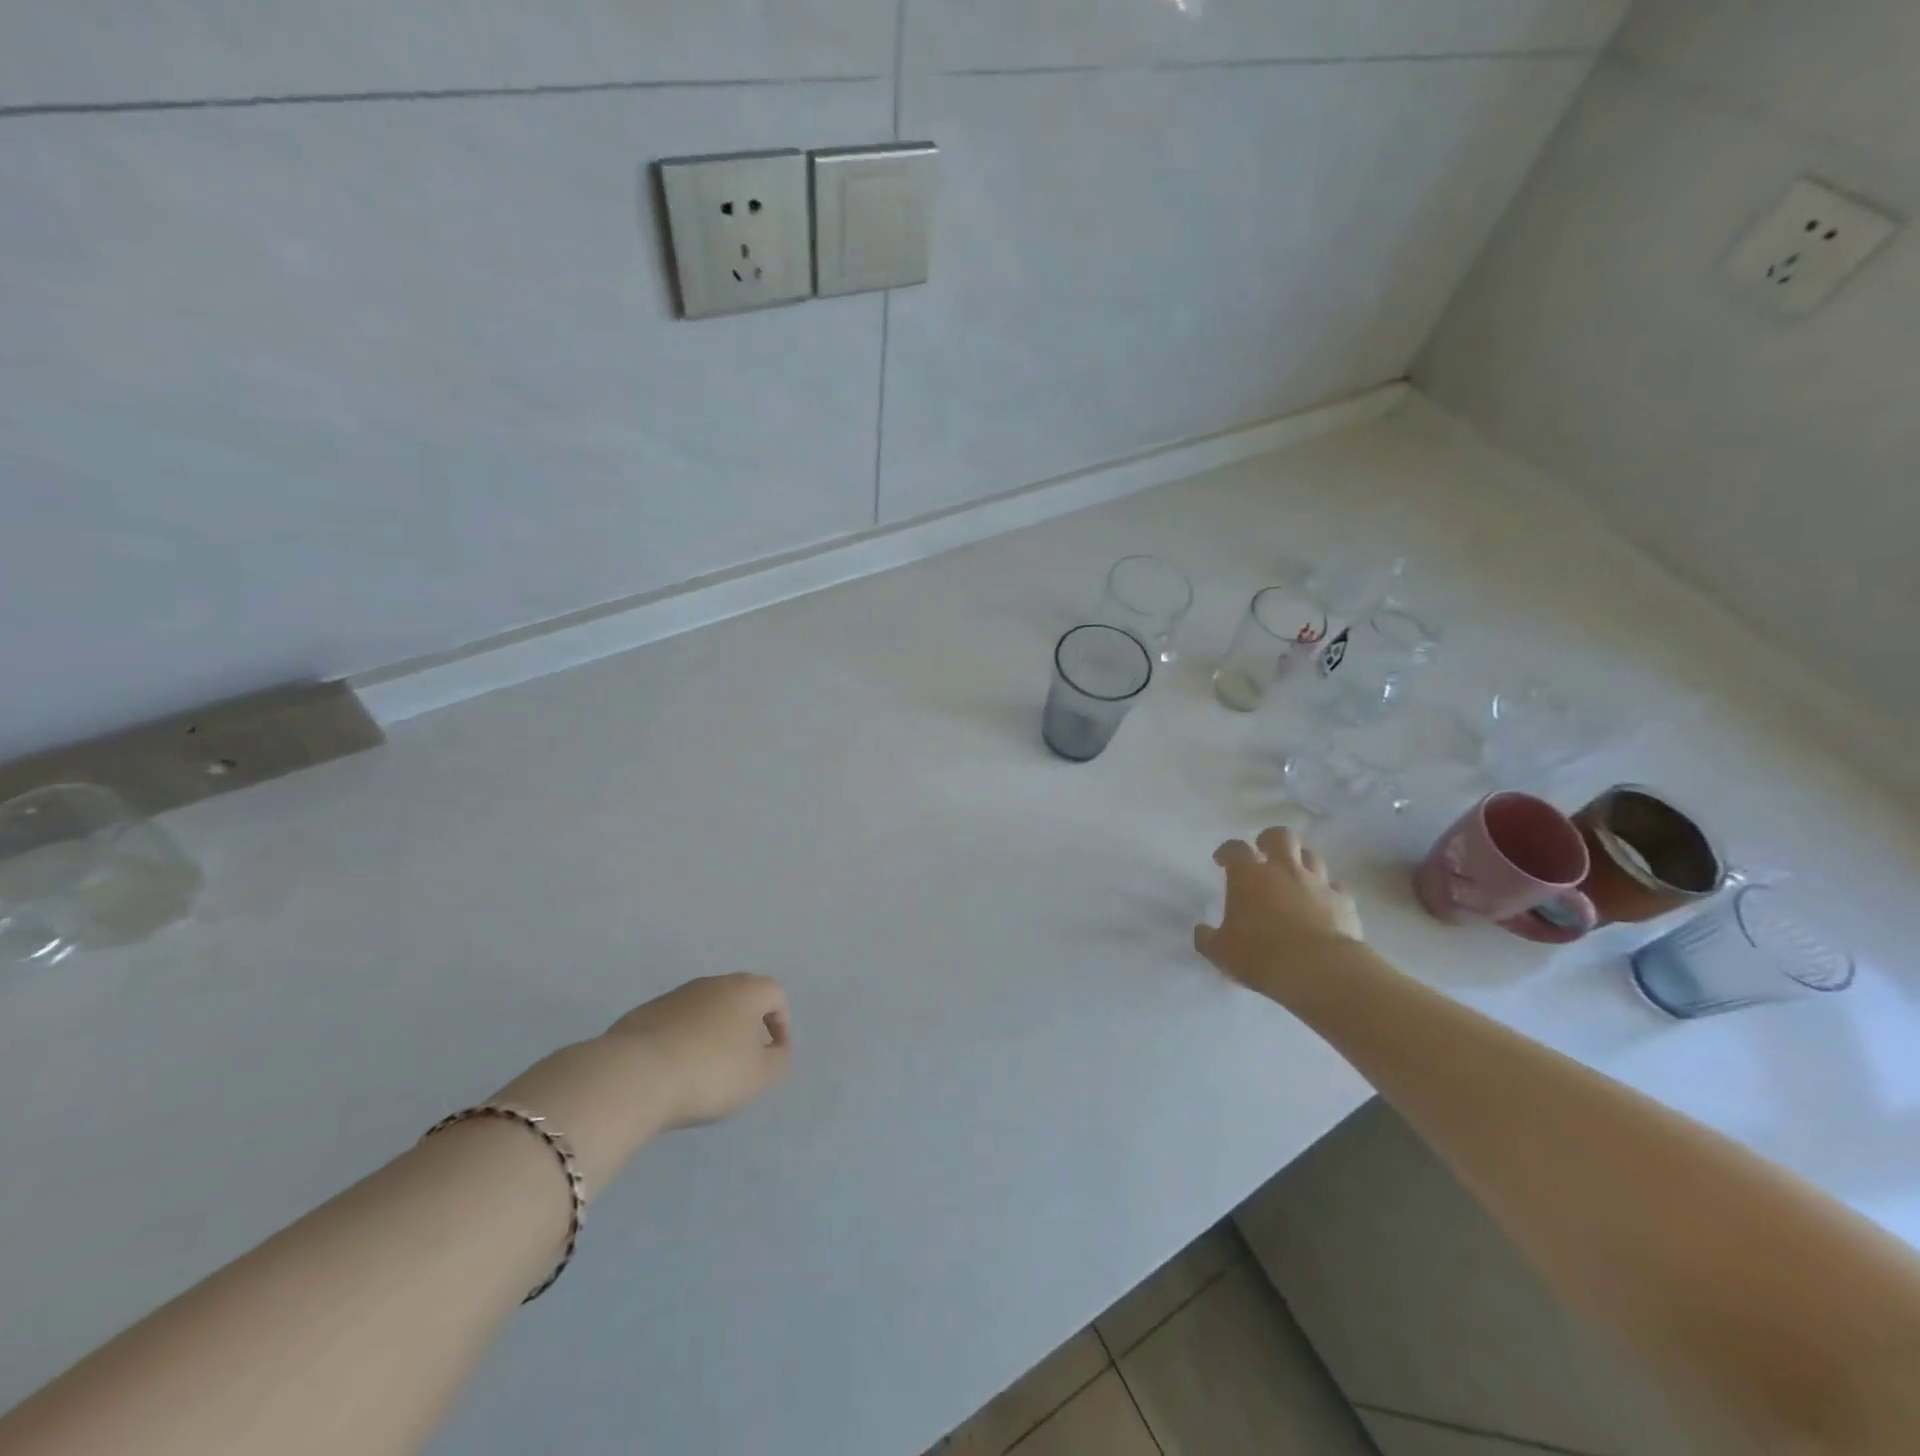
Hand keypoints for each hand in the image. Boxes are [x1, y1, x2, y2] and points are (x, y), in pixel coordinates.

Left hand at [604, 974, 792, 1129]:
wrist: (634, 1075)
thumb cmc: (710, 1072)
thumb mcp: (761, 1076)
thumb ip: (779, 1059)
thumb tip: (775, 1048)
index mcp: (747, 989)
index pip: (776, 995)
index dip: (781, 1024)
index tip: (773, 1055)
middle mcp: (714, 983)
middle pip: (740, 999)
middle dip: (746, 1027)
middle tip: (743, 1062)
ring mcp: (676, 996)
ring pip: (707, 1010)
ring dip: (713, 1034)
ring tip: (706, 1071)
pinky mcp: (645, 1013)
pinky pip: (677, 1024)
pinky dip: (683, 1042)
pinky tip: (675, 1071)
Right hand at [1194, 827, 1363, 995]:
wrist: (1320, 970)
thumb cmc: (1261, 955)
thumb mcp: (1221, 952)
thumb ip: (1208, 938)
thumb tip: (1201, 931)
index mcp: (1248, 876)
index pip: (1235, 849)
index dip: (1227, 851)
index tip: (1222, 861)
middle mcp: (1283, 870)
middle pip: (1280, 837)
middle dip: (1270, 840)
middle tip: (1263, 854)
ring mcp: (1317, 883)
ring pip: (1312, 856)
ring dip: (1302, 862)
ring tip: (1295, 877)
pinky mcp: (1344, 902)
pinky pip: (1336, 887)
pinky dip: (1328, 892)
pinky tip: (1324, 905)